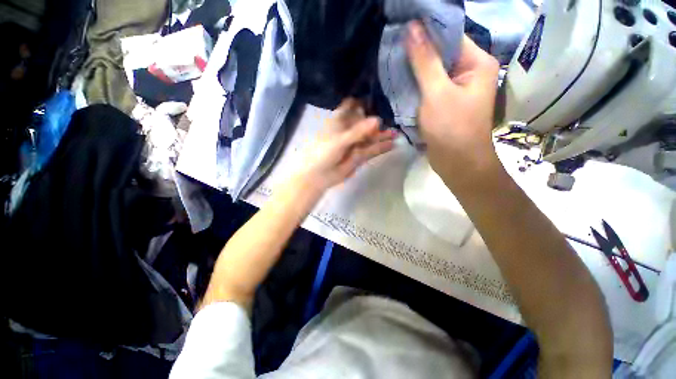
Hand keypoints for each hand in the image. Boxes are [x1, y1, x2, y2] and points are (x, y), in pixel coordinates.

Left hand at [293, 98, 395, 191]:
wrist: (318, 176)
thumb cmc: (323, 153)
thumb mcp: (340, 140)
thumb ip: (358, 131)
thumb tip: (378, 120)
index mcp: (339, 123)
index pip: (350, 107)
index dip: (361, 102)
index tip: (374, 98)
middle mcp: (347, 131)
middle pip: (364, 123)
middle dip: (377, 122)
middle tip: (393, 119)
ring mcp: (354, 145)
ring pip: (370, 138)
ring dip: (382, 136)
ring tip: (396, 134)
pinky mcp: (358, 157)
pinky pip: (371, 151)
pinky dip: (380, 148)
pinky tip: (392, 145)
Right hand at [405, 21, 500, 185]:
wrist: (457, 162)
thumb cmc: (451, 127)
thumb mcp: (437, 92)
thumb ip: (424, 61)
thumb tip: (412, 28)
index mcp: (476, 62)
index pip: (450, 35)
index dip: (427, 29)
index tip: (402, 27)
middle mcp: (469, 71)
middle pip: (441, 52)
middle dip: (418, 50)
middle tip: (393, 44)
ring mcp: (456, 88)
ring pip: (433, 70)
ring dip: (415, 68)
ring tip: (392, 60)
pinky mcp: (445, 102)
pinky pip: (429, 86)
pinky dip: (416, 83)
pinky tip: (400, 80)